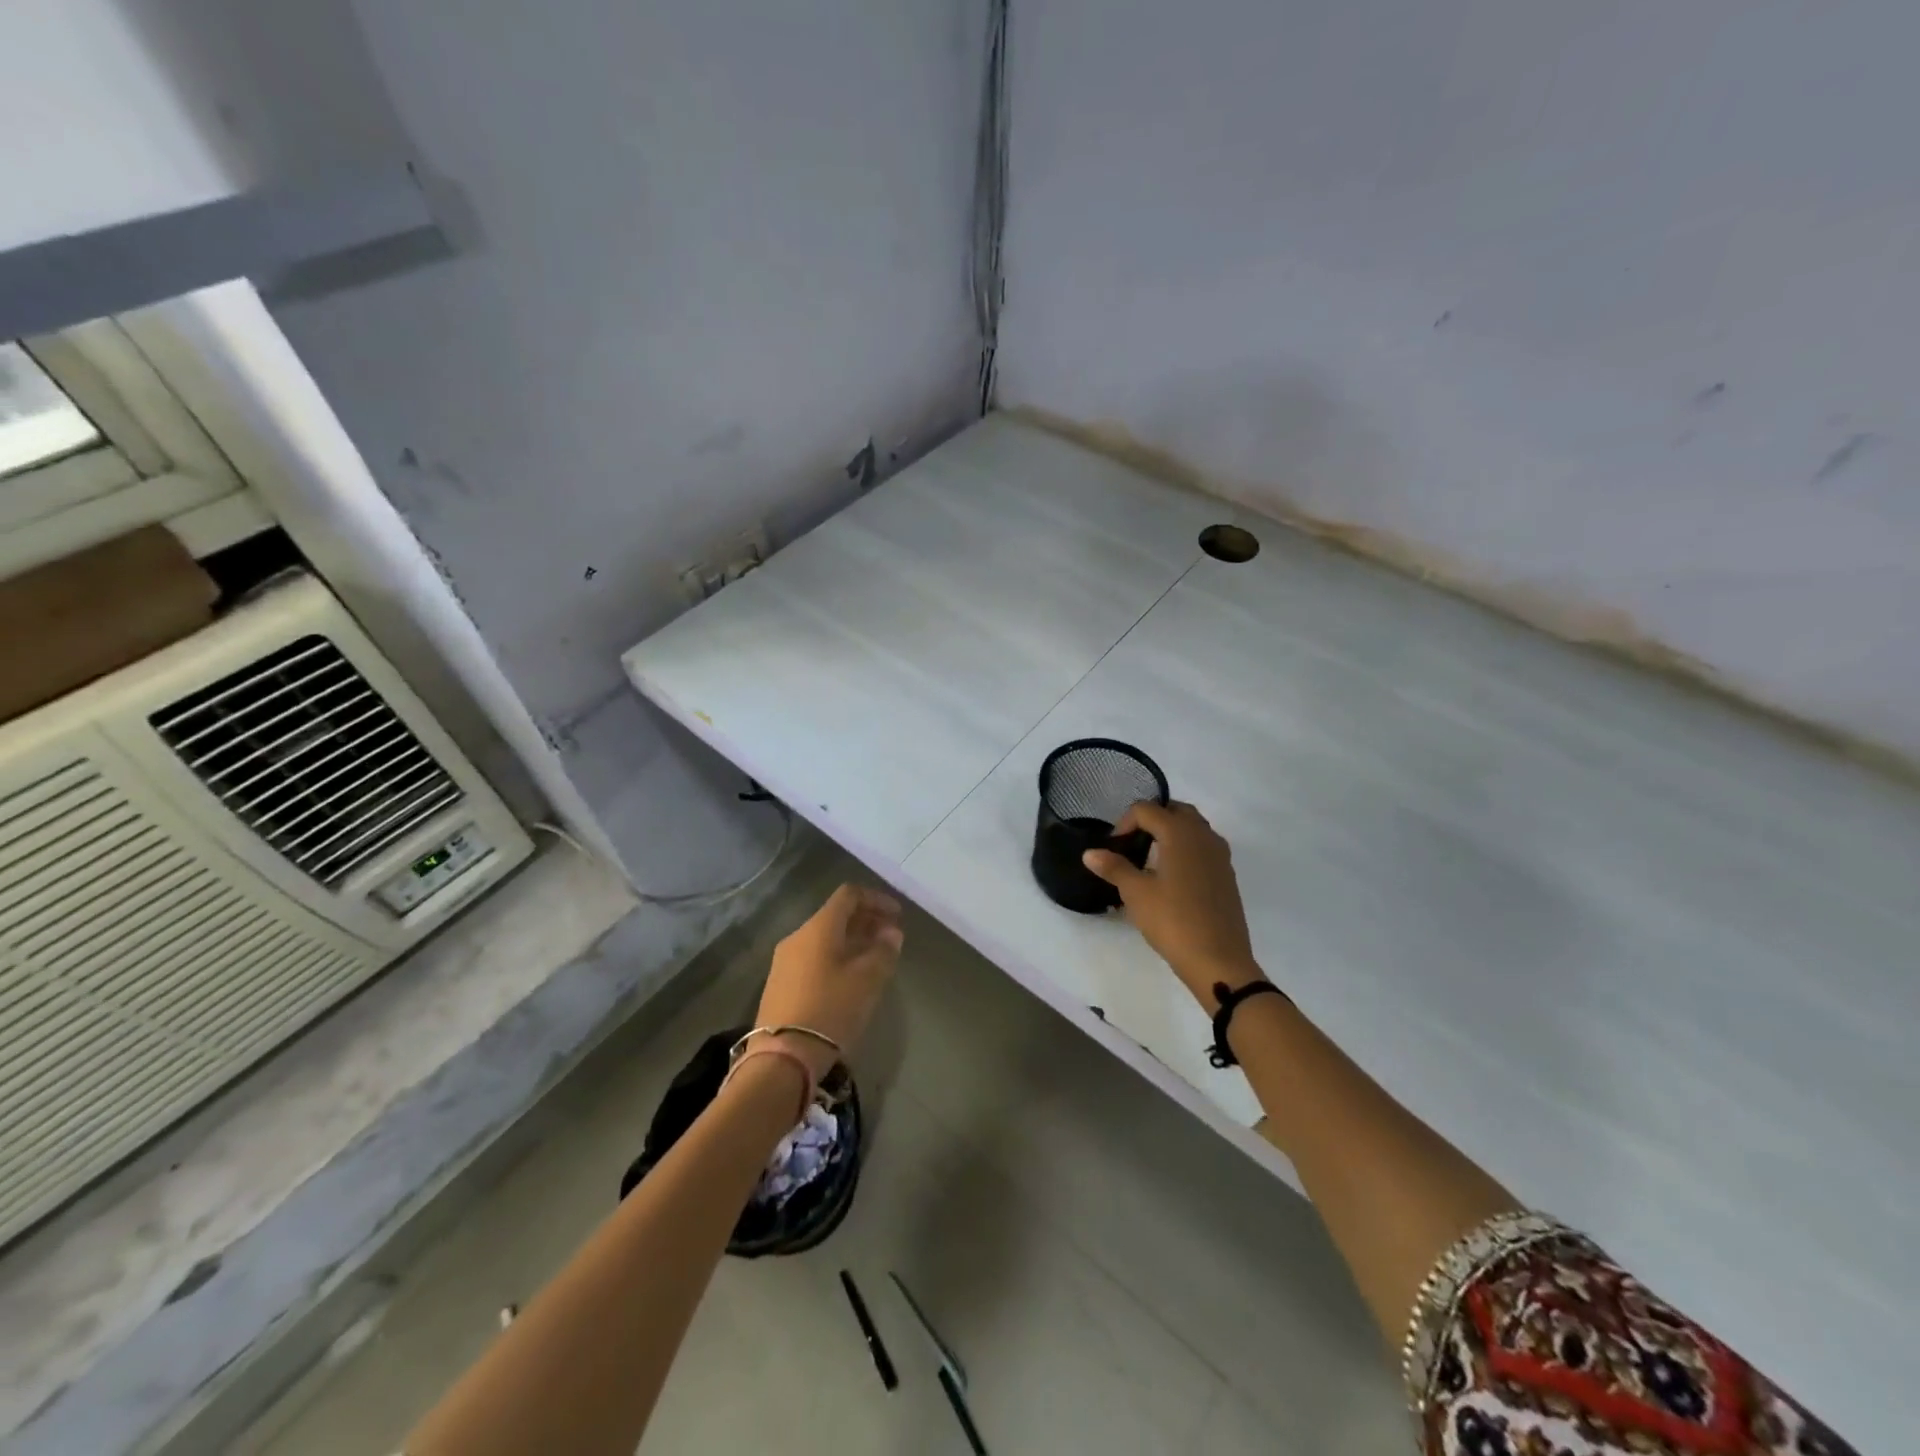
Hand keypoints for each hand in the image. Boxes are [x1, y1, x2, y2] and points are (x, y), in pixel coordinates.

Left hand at [755, 885, 903, 1078]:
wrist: (782, 1058)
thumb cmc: (830, 1010)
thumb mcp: (867, 980)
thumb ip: (883, 951)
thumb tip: (892, 933)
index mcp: (818, 928)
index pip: (849, 895)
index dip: (876, 899)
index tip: (898, 916)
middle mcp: (798, 937)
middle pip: (836, 916)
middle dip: (867, 921)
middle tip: (891, 938)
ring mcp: (785, 961)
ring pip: (825, 938)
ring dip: (853, 941)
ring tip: (875, 959)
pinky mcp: (780, 985)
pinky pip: (814, 958)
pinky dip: (837, 957)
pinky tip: (851, 979)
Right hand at [1083, 801, 1262, 1007]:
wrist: (1218, 960)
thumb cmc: (1173, 921)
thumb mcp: (1136, 893)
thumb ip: (1114, 867)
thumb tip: (1090, 853)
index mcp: (1180, 833)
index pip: (1147, 809)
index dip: (1125, 822)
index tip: (1114, 848)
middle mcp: (1204, 836)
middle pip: (1176, 810)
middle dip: (1151, 820)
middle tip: (1132, 844)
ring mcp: (1220, 855)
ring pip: (1194, 828)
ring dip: (1171, 833)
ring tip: (1150, 859)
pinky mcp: (1227, 875)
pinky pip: (1204, 848)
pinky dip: (1186, 849)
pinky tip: (1172, 878)